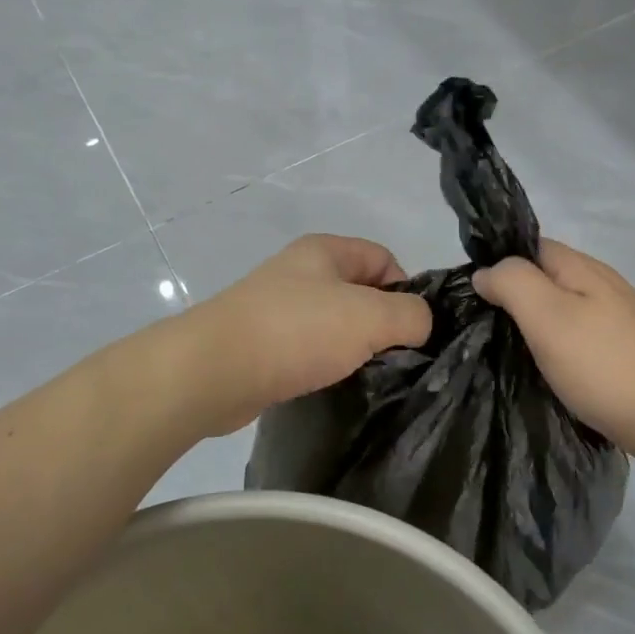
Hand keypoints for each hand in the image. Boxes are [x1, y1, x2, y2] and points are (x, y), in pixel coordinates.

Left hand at [184, 235, 432, 435]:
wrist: (213, 370)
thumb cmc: (296, 331)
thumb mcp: (370, 316)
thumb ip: (411, 315)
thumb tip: (421, 324)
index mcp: (325, 250)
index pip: (383, 257)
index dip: (406, 288)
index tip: (411, 329)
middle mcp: (300, 271)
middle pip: (360, 291)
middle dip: (381, 322)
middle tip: (393, 356)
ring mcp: (277, 308)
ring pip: (334, 323)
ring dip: (353, 347)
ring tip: (363, 373)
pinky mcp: (262, 343)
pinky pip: (308, 348)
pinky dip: (324, 364)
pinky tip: (329, 383)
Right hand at [473, 240, 634, 471]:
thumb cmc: (607, 365)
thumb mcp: (548, 315)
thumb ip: (512, 283)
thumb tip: (485, 272)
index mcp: (580, 269)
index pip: (527, 246)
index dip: (496, 262)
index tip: (465, 294)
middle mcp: (599, 287)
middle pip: (543, 280)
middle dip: (509, 299)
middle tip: (475, 329)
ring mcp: (614, 322)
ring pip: (558, 313)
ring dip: (530, 329)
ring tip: (498, 353)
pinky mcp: (621, 356)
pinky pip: (574, 342)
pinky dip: (552, 352)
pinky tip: (539, 374)